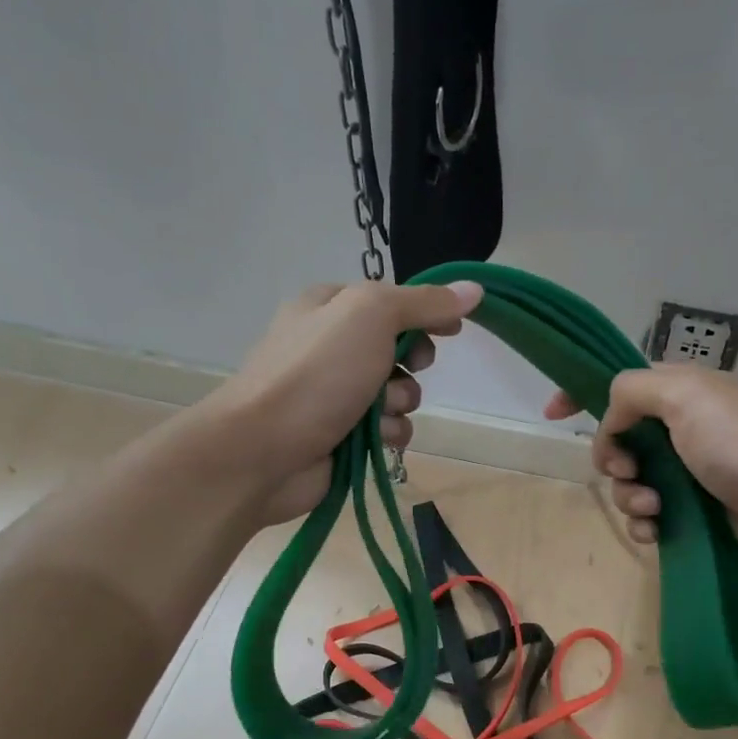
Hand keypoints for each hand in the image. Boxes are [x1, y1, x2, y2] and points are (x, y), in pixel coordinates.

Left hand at [210, 279, 482, 522]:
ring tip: (380, 412)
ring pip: (398, 392)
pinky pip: (388, 429)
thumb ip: (424, 303)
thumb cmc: (317, 373)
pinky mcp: (342, 435)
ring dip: (401, 402)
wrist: (264, 449)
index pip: (392, 301)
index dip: (426, 313)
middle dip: (413, 362)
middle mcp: (331, 346)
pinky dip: (389, 433)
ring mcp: (335, 393)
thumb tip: (473, 289)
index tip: (453, 329)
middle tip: (412, 368)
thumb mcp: (371, 316)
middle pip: (399, 348)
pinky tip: (376, 439)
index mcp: (329, 306)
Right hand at [545, 366, 737, 561]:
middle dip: (612, 460)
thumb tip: (612, 424)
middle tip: (629, 471)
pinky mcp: (693, 509)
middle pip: (616, 441)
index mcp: (676, 391)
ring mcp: (686, 470)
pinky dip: (646, 525)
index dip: (581, 395)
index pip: (617, 385)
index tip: (553, 415)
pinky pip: (649, 516)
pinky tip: (657, 531)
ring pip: (629, 483)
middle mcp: (678, 427)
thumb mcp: (684, 397)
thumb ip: (632, 393)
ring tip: (655, 507)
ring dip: (631, 497)